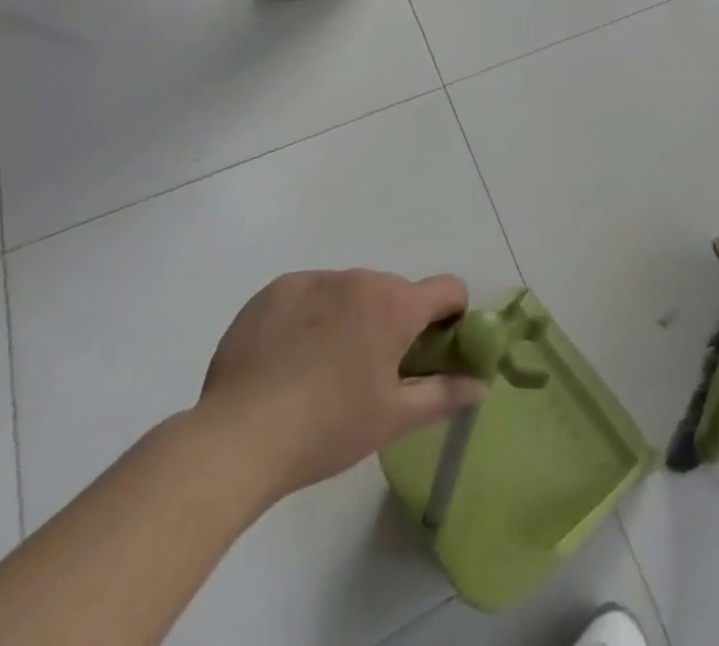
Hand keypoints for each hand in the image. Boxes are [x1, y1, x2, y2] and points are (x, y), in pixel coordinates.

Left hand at [192, 270, 485, 508]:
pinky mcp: (276, 290)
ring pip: (350, 292)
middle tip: (369, 374)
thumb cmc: (327, 429)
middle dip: (393, 323)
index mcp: (396, 304)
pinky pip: (309, 294)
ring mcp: (315, 279)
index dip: (451, 316)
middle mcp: (361, 278)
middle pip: (395, 293)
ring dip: (350, 318)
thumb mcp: (393, 419)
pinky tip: (287, 359)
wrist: (235, 440)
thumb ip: (444, 394)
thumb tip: (482, 384)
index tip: (432, 350)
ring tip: (320, 371)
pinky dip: (310, 317)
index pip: (448, 288)